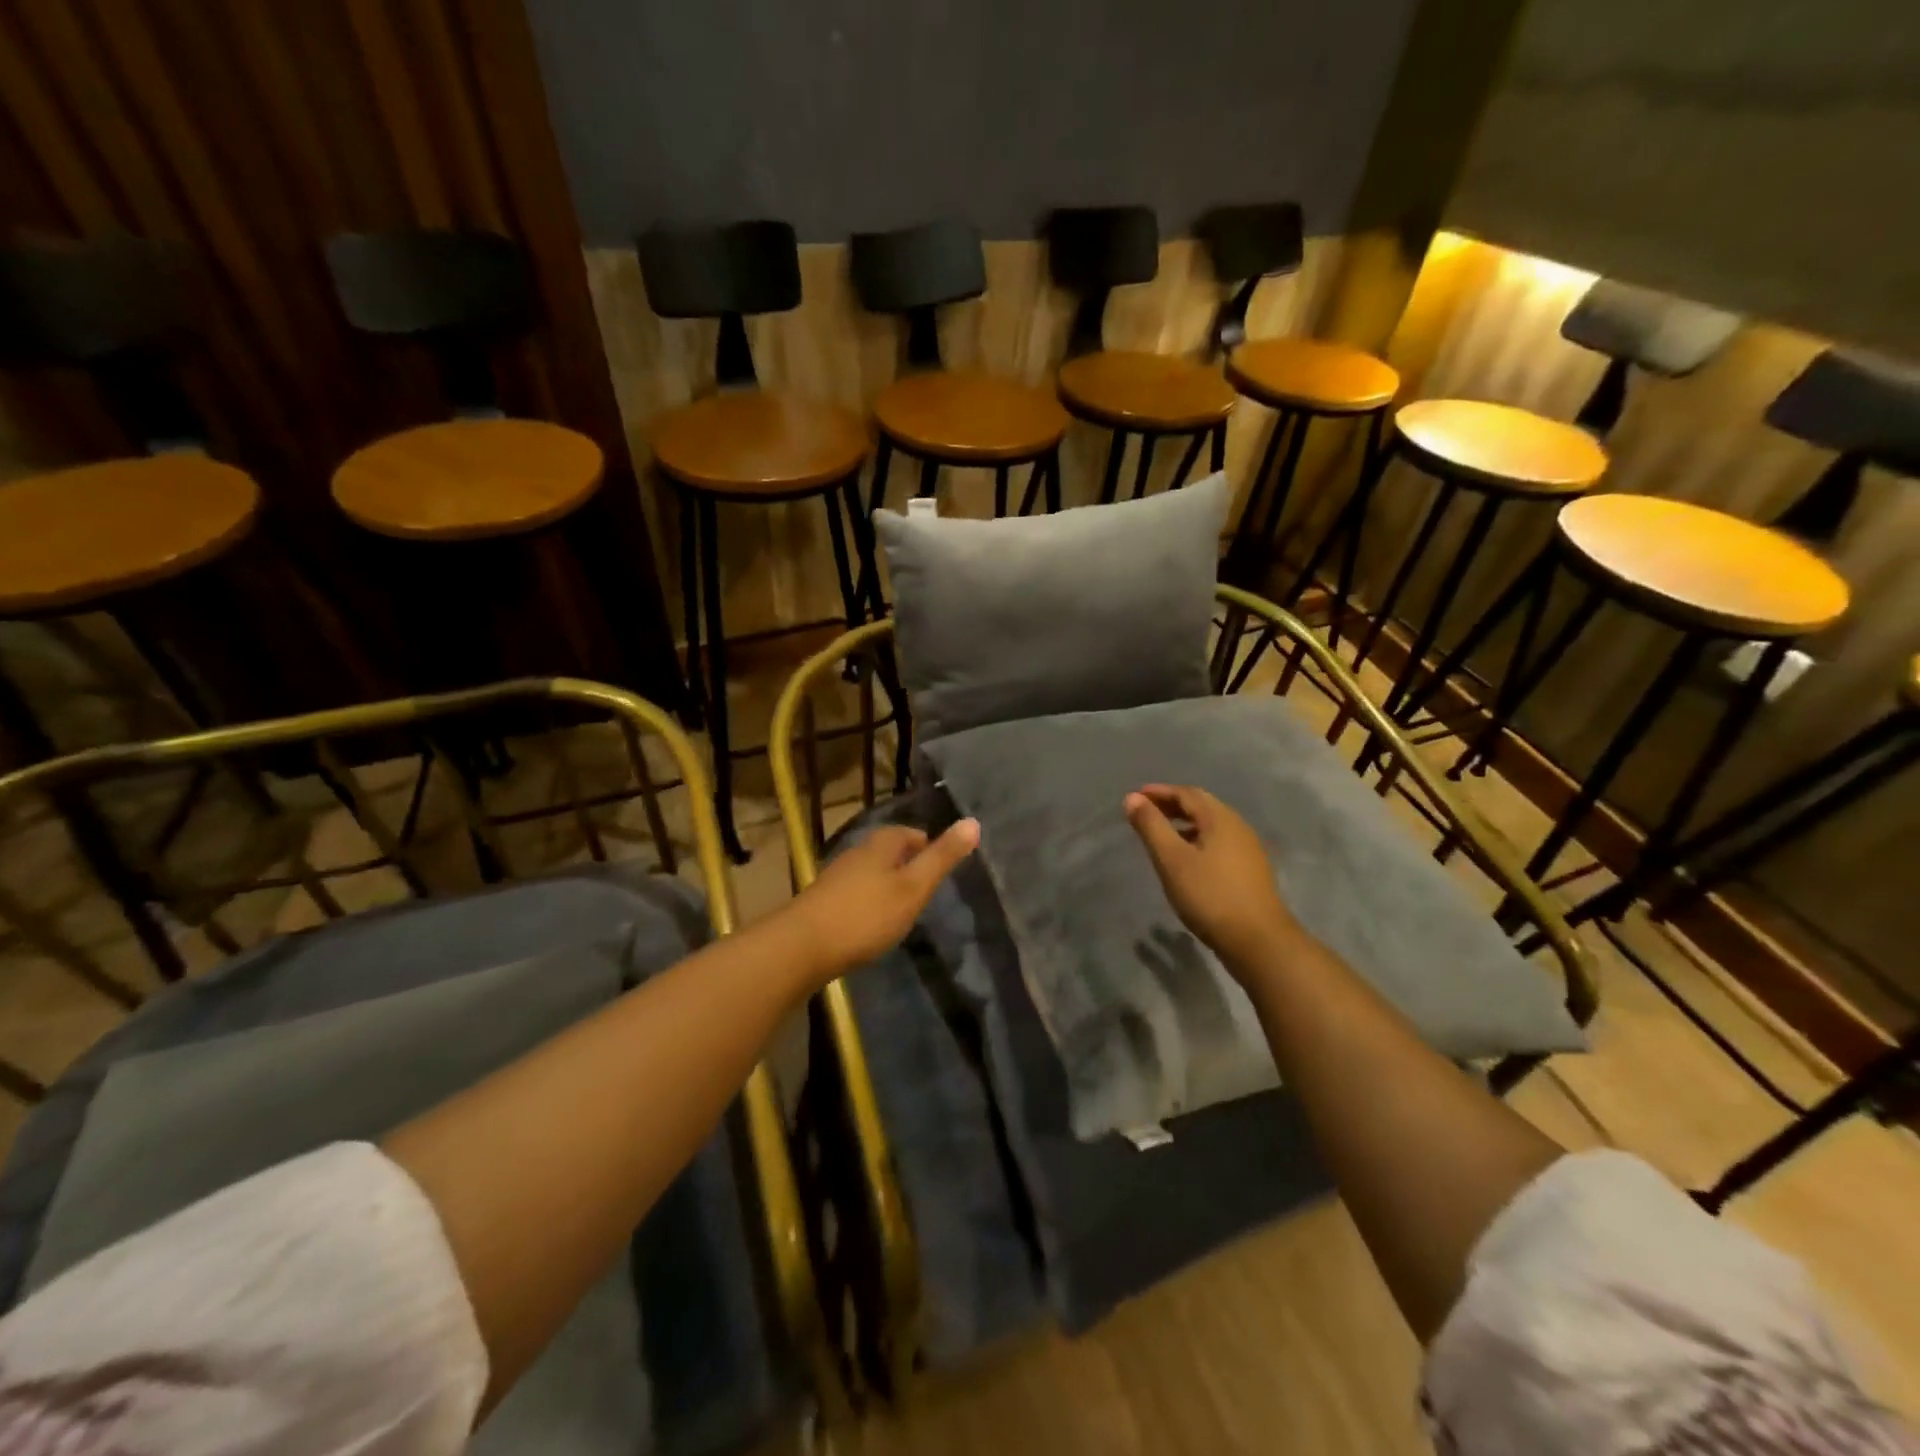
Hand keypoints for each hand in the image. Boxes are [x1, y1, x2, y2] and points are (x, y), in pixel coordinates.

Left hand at [775, 820, 980, 985]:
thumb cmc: (866, 915)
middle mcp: (857, 852)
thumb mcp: (913, 887)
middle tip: (927, 890)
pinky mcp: (823, 901)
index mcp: (881, 844)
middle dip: (908, 865)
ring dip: (888, 885)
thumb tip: (973, 821)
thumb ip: (942, 858)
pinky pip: (855, 893)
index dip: (929, 847)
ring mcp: (837, 876)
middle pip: (890, 851)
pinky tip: (872, 924)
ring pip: (871, 872)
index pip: (912, 834)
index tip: (942, 869)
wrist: (802, 946)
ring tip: (904, 909)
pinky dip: (869, 903)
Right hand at [1124, 784, 1299, 975]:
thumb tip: (1132, 798)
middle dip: (1172, 805)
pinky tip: (1186, 859)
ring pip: (1211, 825)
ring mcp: (1247, 849)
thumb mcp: (1172, 859)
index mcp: (1220, 819)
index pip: (1186, 793)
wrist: (1258, 941)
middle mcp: (1237, 827)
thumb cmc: (1210, 896)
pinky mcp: (1250, 870)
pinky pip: (1218, 842)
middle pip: (1201, 806)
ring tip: (1161, 835)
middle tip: (1145, 811)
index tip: (1135, 796)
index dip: (1159, 792)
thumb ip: (1151, 826)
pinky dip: (1196, 840)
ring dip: (1184, 823)